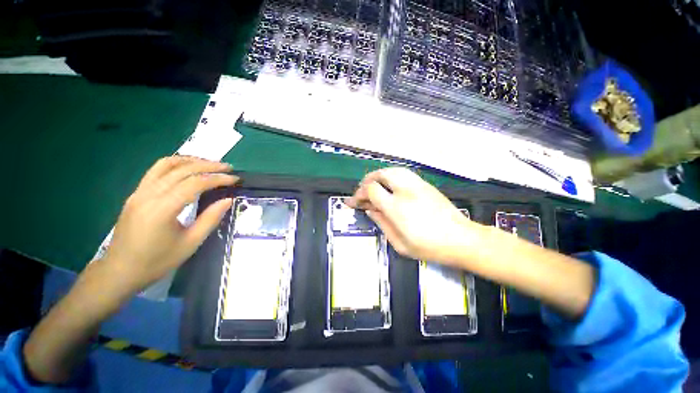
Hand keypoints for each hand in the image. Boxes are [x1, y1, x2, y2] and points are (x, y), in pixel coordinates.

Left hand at [101, 156, 237, 294]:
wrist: (120, 271)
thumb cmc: (157, 261)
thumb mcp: (190, 243)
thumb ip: (211, 219)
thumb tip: (228, 200)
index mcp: (162, 209)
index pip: (195, 183)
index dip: (218, 178)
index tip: (235, 179)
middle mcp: (148, 195)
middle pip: (182, 170)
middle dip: (208, 166)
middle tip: (228, 168)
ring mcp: (139, 192)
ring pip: (166, 165)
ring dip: (191, 161)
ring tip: (210, 164)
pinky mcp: (136, 194)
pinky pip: (156, 171)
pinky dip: (176, 165)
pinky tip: (188, 169)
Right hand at [346, 167, 480, 263]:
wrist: (462, 239)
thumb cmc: (429, 247)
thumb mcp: (400, 243)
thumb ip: (382, 224)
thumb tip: (370, 210)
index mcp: (397, 208)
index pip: (372, 190)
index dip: (359, 194)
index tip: (353, 202)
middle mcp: (405, 191)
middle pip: (380, 175)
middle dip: (367, 182)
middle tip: (362, 192)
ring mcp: (417, 185)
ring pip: (392, 170)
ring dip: (378, 176)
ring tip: (373, 186)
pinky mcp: (425, 184)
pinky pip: (403, 173)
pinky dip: (391, 176)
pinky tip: (389, 186)